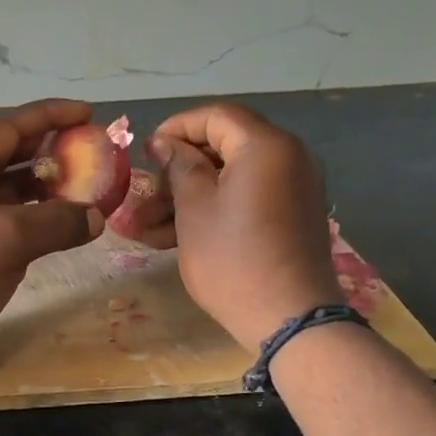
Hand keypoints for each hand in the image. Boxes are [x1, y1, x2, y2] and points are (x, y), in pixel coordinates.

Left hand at [0, 100, 103, 360]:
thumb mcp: (8, 240)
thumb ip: (57, 222)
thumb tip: (96, 217)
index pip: (6, 128)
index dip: (49, 117)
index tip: (87, 113)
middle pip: (5, 156)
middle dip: (48, 153)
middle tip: (89, 151)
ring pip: (3, 190)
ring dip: (41, 189)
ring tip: (82, 188)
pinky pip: (0, 219)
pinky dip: (29, 218)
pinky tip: (56, 225)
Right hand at [149, 103, 340, 352]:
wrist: (290, 319)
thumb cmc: (233, 260)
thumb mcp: (195, 210)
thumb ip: (179, 166)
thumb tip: (166, 142)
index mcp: (266, 146)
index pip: (216, 116)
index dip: (175, 128)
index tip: (145, 153)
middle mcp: (287, 157)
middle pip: (222, 147)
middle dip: (177, 172)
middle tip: (144, 197)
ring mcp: (292, 188)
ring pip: (229, 179)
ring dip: (186, 198)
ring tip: (144, 229)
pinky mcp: (289, 216)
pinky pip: (245, 199)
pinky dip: (212, 211)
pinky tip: (170, 238)